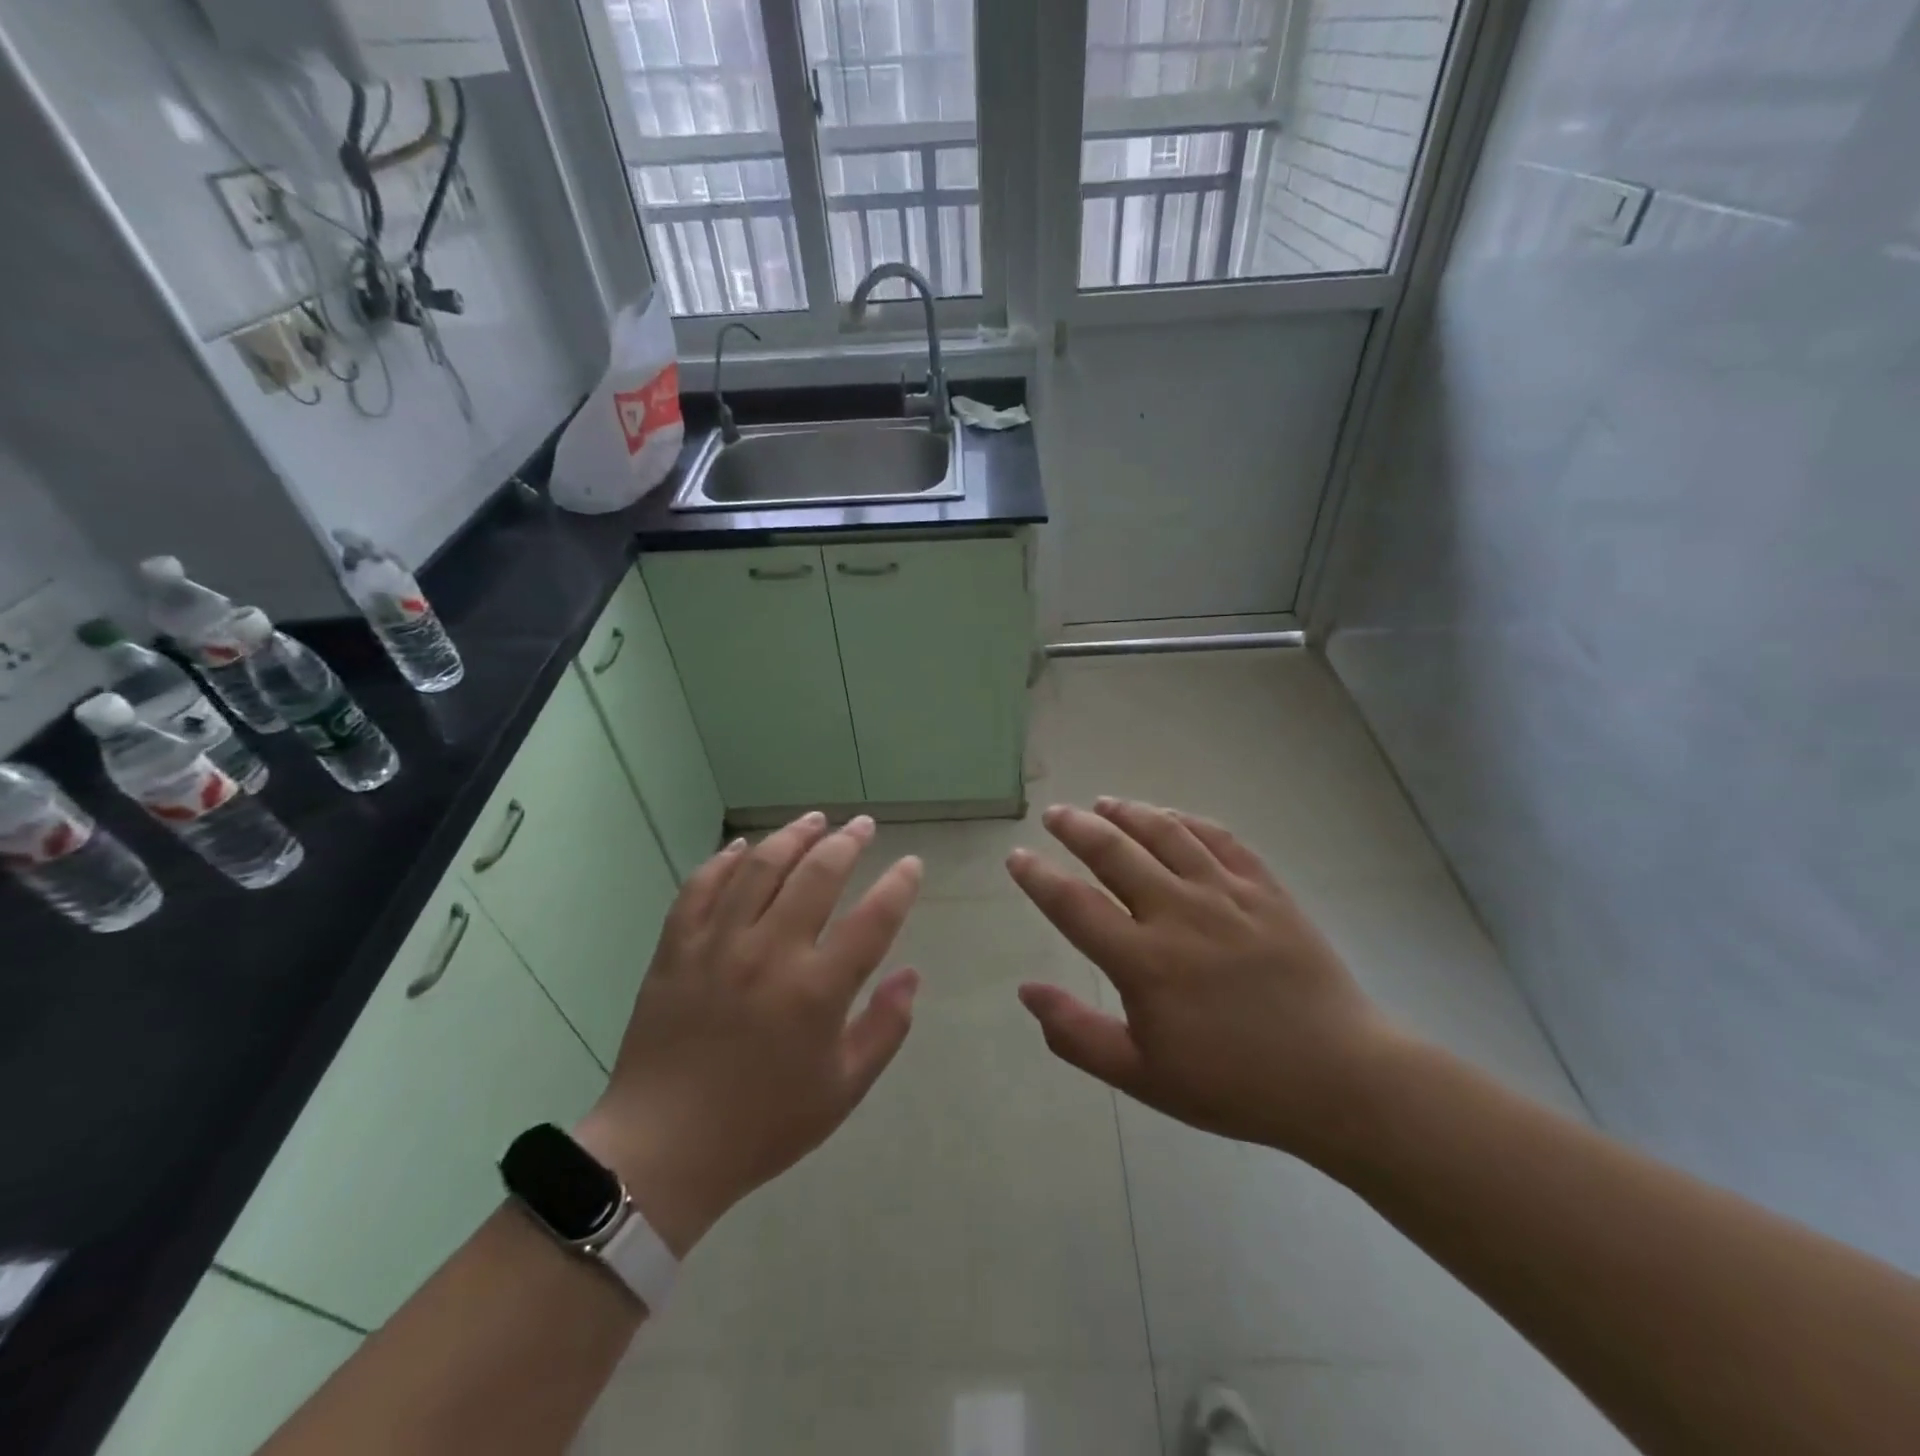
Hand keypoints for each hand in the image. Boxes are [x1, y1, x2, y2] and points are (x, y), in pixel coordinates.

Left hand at [577, 813, 922, 1253]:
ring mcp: (718, 945)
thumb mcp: (842, 1091)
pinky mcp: (676, 948)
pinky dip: (723, 860)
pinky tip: (743, 846)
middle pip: (818, 874)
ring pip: (761, 867)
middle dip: (848, 841)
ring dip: (792, 835)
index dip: (899, 885)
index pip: (874, 919)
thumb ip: (884, 1029)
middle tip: (862, 825)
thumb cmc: (762, 1125)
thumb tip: (911, 975)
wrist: (662, 1150)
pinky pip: (700, 887)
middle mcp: (770, 953)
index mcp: (816, 991)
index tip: (911, 865)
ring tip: (814, 819)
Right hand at [1007, 799, 1397, 1164]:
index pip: (1073, 904)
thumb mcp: (1143, 1077)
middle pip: (1115, 852)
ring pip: (1166, 834)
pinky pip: (1220, 839)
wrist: (1339, 1079)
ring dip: (1128, 812)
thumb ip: (1076, 1034)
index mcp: (1144, 962)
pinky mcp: (1267, 890)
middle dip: (1077, 827)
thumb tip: (1026, 991)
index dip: (1037, 877)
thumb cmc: (1234, 1085)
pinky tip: (1171, 817)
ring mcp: (1227, 895)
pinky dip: (1187, 820)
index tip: (1016, 856)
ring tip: (1104, 803)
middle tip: (1055, 814)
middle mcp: (1179, 914)